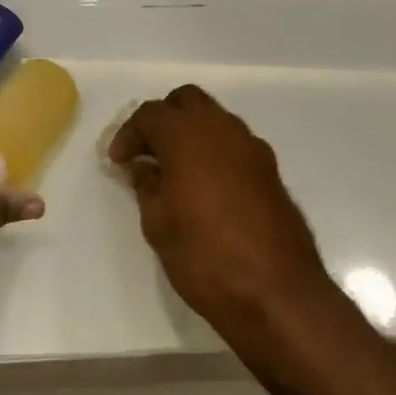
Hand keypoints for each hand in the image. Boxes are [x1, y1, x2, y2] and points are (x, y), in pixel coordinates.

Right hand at [110, 86, 329, 328]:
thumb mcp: (158, 224)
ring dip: (190, 133)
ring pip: (214, 119)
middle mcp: (222, 130)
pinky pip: (234, 144)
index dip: (129, 134)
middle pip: (187, 101)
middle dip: (162, 119)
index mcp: (188, 136)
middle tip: (146, 152)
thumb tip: (142, 167)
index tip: (118, 161)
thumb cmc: (205, 256)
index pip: (151, 114)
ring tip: (173, 169)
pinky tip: (204, 185)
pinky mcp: (270, 171)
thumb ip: (147, 185)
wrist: (277, 293)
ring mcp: (252, 148)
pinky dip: (213, 151)